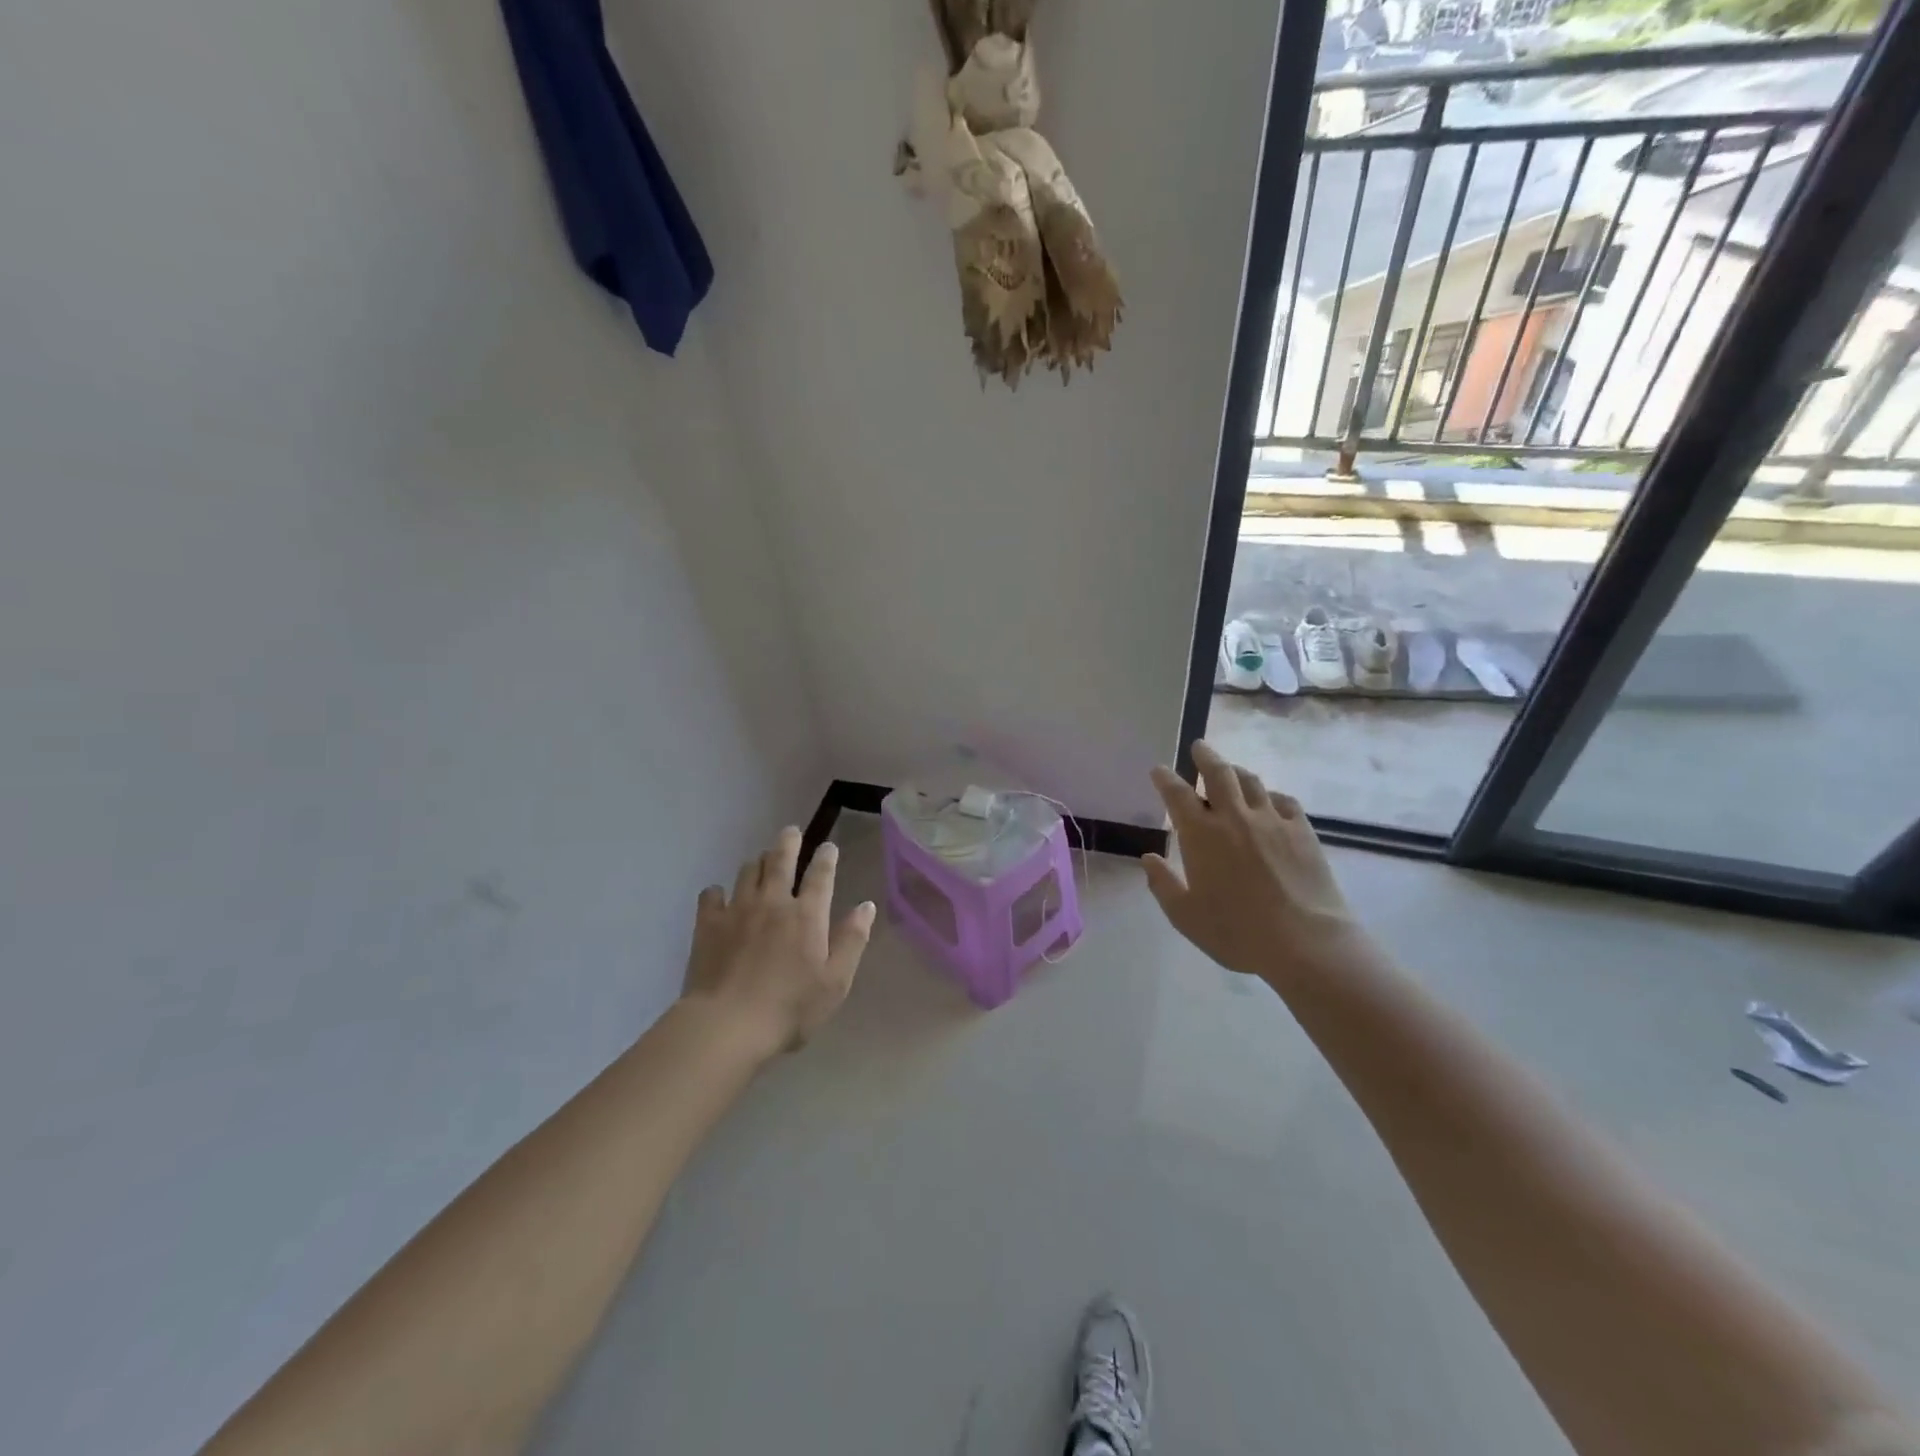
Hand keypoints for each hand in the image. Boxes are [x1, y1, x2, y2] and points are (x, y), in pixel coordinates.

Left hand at [680, 828, 876, 1058]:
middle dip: (789, 842)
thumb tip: (866, 906)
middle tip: (791, 831)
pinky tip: (720, 896)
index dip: (826, 857)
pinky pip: (712, 895)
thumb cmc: (790, 1008)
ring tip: (761, 861)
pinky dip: (718, 891)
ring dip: (758, 862)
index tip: (829, 847)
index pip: (821, 875)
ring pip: (748, 872)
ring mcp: (738, 910)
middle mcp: (773, 902)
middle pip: (781, 860)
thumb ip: (852, 940)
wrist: (727, 1025)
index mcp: (807, 915)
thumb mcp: (835, 982)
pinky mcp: (708, 924)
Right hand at [1143, 741, 1365, 984]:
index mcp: (1200, 835)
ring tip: (1231, 770)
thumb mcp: (1186, 916)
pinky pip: (1284, 800)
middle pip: (1218, 773)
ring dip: (1236, 771)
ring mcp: (1272, 820)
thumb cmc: (1236, 932)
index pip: (1177, 794)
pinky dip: (1270, 795)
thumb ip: (1163, 885)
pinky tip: (1270, 802)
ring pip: (1251, 781)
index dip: (1165, 778)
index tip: (1159, 770)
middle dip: (1205, 756)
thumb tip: (1148, 859)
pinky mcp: (1302, 830)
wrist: (1305, 941)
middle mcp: (1234, 817)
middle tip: (1199, 747)